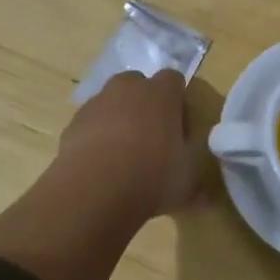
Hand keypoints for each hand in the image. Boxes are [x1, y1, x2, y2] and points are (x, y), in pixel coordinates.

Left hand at [58, 70, 202, 219]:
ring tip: (123, 155)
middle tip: (152, 138)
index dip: (178, 102)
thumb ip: (196, 185)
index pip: (174, 80)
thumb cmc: (151, 176)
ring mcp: (97, 102)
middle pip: (139, 84)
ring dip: (119, 119)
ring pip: (112, 102)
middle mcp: (128, 88)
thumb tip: (205, 199)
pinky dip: (96, 136)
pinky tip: (101, 164)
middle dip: (146, 104)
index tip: (179, 129)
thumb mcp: (185, 185)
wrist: (93, 188)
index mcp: (161, 94)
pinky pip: (91, 122)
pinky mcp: (73, 122)